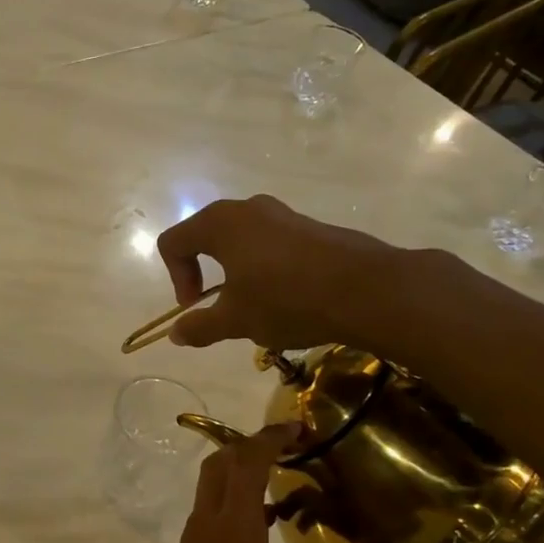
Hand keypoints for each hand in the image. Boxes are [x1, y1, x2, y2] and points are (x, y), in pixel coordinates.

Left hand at [115, 427, 368, 542]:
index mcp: (233, 531)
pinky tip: (257, 537)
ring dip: (239, 479)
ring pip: (209, 492)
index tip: (295, 426)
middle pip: (219, 466)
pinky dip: (230, 509)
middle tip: (286, 450)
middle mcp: (204, 527)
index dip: (269, 437)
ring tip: (283, 493)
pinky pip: (205, 519)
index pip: (247, 463)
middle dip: (249, 447)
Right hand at [156, 195, 404, 351]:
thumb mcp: (236, 321)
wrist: (369, 291)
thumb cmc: (287, 300)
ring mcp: (283, 214)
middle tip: (217, 304)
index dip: (176, 277)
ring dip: (236, 271)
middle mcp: (247, 209)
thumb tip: (175, 334)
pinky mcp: (311, 226)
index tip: (196, 306)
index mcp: (219, 223)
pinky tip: (287, 297)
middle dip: (203, 271)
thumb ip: (200, 326)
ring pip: (241, 239)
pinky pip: (272, 242)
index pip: (174, 243)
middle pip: (205, 235)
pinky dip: (265, 267)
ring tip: (255, 304)